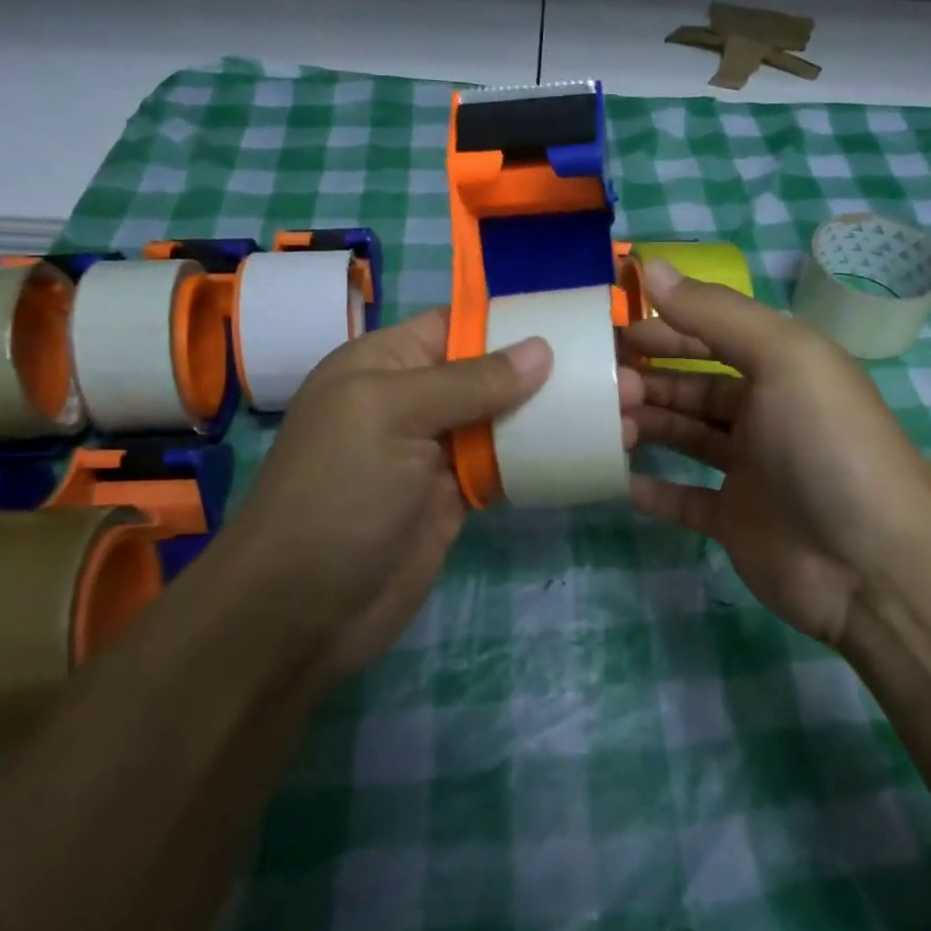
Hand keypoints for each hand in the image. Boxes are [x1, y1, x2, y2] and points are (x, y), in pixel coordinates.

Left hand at [215, 309, 641, 678]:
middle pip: (491, 372)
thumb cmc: (339, 493)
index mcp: (385, 363)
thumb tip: (540, 349)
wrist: (304, 610)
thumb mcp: (391, 416)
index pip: (459, 324)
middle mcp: (412, 400)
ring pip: (506, 420)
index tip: (583, 320)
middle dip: (553, 370)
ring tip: (627, 411)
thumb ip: (467, 381)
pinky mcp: (456, 498)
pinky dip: (545, 458)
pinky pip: (507, 467)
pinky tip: (593, 451)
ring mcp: (436, 452)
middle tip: (625, 373)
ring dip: (559, 415)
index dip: (517, 320)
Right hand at [625, 260, 930, 647]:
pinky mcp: (736, 521)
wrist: (869, 564)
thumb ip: (717, 313)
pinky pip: (684, 499)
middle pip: (694, 388)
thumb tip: (652, 267)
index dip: (666, 330)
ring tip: (603, 425)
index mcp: (784, 369)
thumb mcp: (784, 357)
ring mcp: (751, 471)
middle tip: (601, 385)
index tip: (613, 331)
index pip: (714, 337)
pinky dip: (653, 489)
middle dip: (648, 380)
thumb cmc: (826, 444)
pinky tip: (618, 480)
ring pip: (686, 438)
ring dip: (646, 427)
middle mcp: (767, 414)